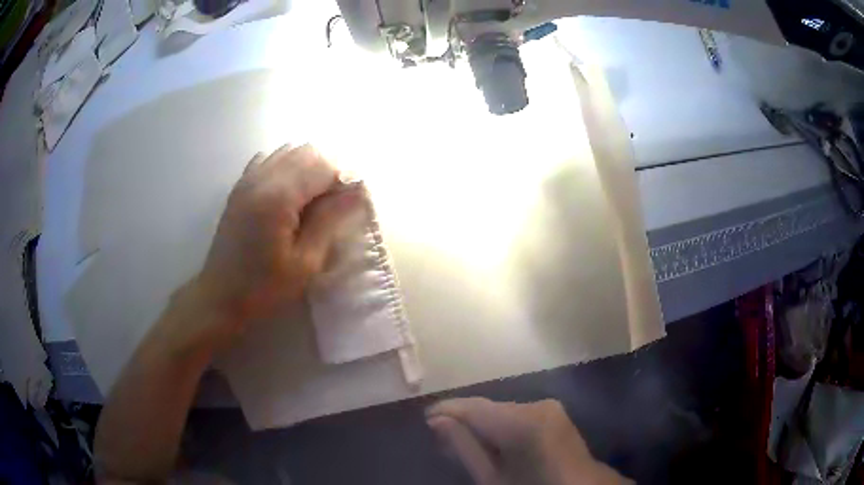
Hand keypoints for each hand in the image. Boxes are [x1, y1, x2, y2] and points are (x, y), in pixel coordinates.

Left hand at [188, 144, 364, 351]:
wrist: (221, 296)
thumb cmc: (265, 287)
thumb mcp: (305, 262)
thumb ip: (330, 220)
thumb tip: (357, 190)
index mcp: (278, 196)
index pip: (323, 165)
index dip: (344, 179)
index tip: (352, 203)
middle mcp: (262, 177)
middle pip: (307, 151)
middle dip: (328, 170)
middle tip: (334, 203)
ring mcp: (248, 179)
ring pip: (288, 151)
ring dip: (308, 167)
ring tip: (313, 200)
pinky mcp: (240, 186)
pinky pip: (269, 159)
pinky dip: (287, 167)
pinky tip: (289, 193)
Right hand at [427, 398, 630, 484]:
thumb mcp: (493, 478)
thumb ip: (465, 448)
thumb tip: (437, 420)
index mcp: (523, 422)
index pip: (474, 407)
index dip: (447, 410)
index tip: (425, 418)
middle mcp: (537, 405)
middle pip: (488, 408)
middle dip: (464, 419)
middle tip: (439, 437)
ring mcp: (548, 406)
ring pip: (502, 410)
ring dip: (482, 423)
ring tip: (461, 441)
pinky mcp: (553, 411)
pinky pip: (516, 414)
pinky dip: (500, 425)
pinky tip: (491, 441)